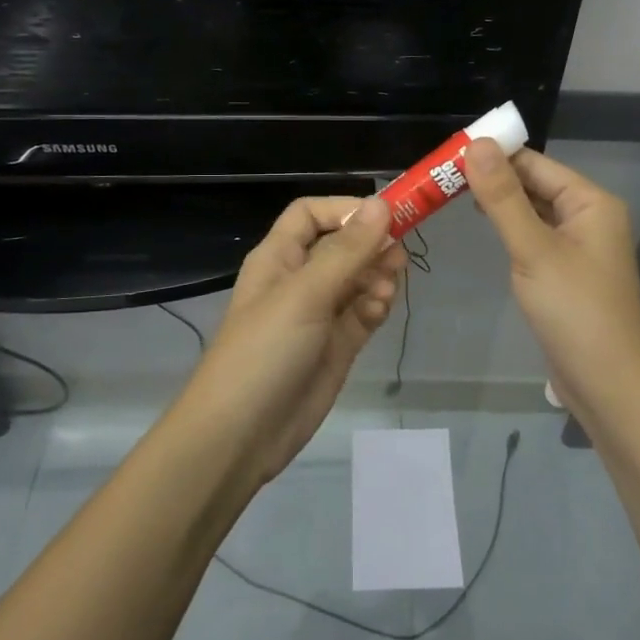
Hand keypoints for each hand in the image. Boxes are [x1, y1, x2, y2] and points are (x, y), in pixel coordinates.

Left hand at [181, 196, 405, 483]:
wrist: (240, 435)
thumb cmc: (265, 351)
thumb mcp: (305, 294)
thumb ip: (347, 250)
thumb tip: (381, 204)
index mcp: (279, 257)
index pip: (311, 214)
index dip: (345, 210)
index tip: (383, 216)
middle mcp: (299, 280)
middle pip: (341, 246)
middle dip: (370, 245)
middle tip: (398, 255)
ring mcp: (318, 315)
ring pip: (357, 279)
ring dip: (377, 276)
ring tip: (387, 289)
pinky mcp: (335, 346)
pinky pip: (363, 312)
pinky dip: (375, 306)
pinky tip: (379, 310)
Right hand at [464, 140, 639, 418]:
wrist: (608, 383)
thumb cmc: (574, 310)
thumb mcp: (533, 249)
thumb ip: (503, 197)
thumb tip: (477, 144)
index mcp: (590, 201)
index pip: (535, 163)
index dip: (494, 155)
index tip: (448, 153)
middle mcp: (588, 216)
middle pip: (534, 184)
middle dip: (492, 178)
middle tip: (440, 175)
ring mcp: (579, 245)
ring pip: (533, 210)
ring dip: (499, 203)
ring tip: (451, 194)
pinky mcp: (566, 270)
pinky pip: (535, 235)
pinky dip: (510, 227)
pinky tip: (484, 226)